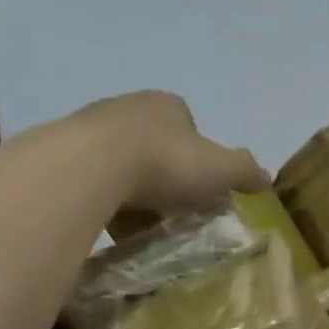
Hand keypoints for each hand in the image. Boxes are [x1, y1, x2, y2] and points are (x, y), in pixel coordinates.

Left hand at [71, 91, 268, 213]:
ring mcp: (90, 127)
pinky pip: (90, 178)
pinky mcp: (61, 151)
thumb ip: (245, 171)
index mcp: (167, 105)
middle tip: (171, 208)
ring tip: (139, 223)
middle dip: (164, 174)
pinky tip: (108, 222)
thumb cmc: (165, 161)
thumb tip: (266, 178)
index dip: (198, 156)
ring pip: (119, 161)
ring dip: (130, 188)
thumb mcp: (221, 169)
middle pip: (154, 144)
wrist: (90, 166)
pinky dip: (101, 198)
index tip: (200, 186)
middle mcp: (128, 107)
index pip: (189, 125)